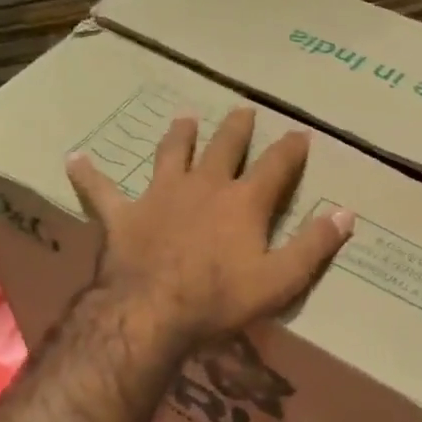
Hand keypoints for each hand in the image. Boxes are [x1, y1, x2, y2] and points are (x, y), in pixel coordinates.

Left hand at [66, 108, 355, 348]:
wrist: (152, 312)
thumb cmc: (220, 299)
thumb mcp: (280, 280)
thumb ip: (314, 246)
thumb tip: (346, 213)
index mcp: (243, 201)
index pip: (276, 165)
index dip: (291, 148)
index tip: (301, 133)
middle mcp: (203, 186)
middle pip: (224, 147)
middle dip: (237, 128)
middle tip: (243, 110)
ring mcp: (160, 196)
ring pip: (171, 154)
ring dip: (180, 135)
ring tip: (184, 118)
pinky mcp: (123, 215)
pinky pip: (101, 190)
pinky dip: (88, 174)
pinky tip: (74, 158)